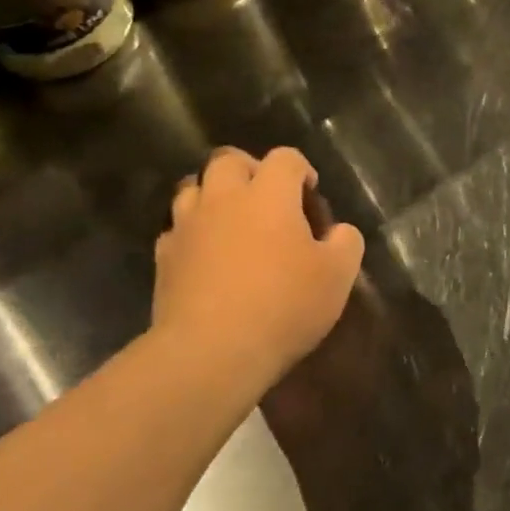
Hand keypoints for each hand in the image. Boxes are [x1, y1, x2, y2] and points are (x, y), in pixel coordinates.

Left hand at [153, 147, 365, 393]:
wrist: (210, 353)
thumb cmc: (283, 306)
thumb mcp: (337, 276)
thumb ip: (346, 243)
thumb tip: (338, 231)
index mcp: (269, 194)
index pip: (285, 158)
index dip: (301, 169)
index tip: (310, 194)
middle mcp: (224, 198)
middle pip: (229, 160)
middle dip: (249, 170)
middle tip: (266, 199)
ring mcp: (188, 226)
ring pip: (193, 188)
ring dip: (213, 196)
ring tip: (232, 223)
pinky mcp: (164, 258)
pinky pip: (176, 230)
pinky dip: (192, 234)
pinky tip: (205, 257)